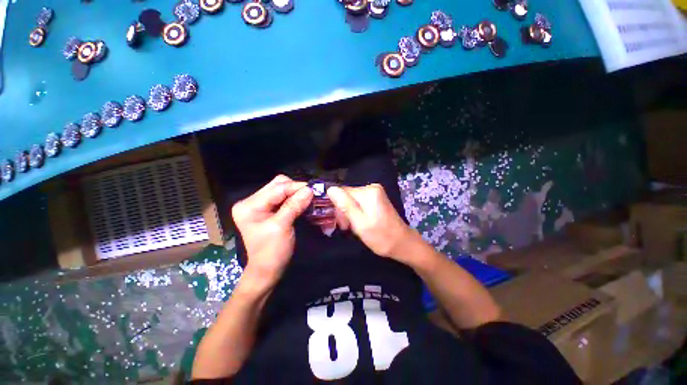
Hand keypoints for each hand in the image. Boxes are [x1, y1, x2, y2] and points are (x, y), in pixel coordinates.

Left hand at [232, 175, 312, 290]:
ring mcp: (258, 204)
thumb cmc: (272, 251)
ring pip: (281, 189)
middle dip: (295, 188)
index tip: (313, 189)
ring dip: (295, 192)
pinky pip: (282, 197)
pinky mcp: (266, 209)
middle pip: (277, 185)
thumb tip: (309, 189)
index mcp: (249, 206)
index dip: (296, 187)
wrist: (267, 269)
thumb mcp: (282, 227)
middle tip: (310, 195)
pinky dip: (293, 198)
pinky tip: (301, 201)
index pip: (276, 189)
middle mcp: (250, 201)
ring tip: (307, 198)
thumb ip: (294, 206)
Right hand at [327, 184, 414, 258]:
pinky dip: (356, 213)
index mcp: (368, 192)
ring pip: (352, 200)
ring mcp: (375, 193)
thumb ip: (345, 205)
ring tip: (355, 227)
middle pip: (347, 196)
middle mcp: (372, 187)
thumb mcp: (360, 223)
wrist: (402, 243)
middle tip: (347, 228)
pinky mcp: (376, 199)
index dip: (338, 207)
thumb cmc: (381, 237)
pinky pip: (359, 203)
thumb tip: (330, 189)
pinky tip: (360, 222)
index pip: (342, 192)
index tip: (342, 223)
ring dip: (349, 214)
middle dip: (344, 211)